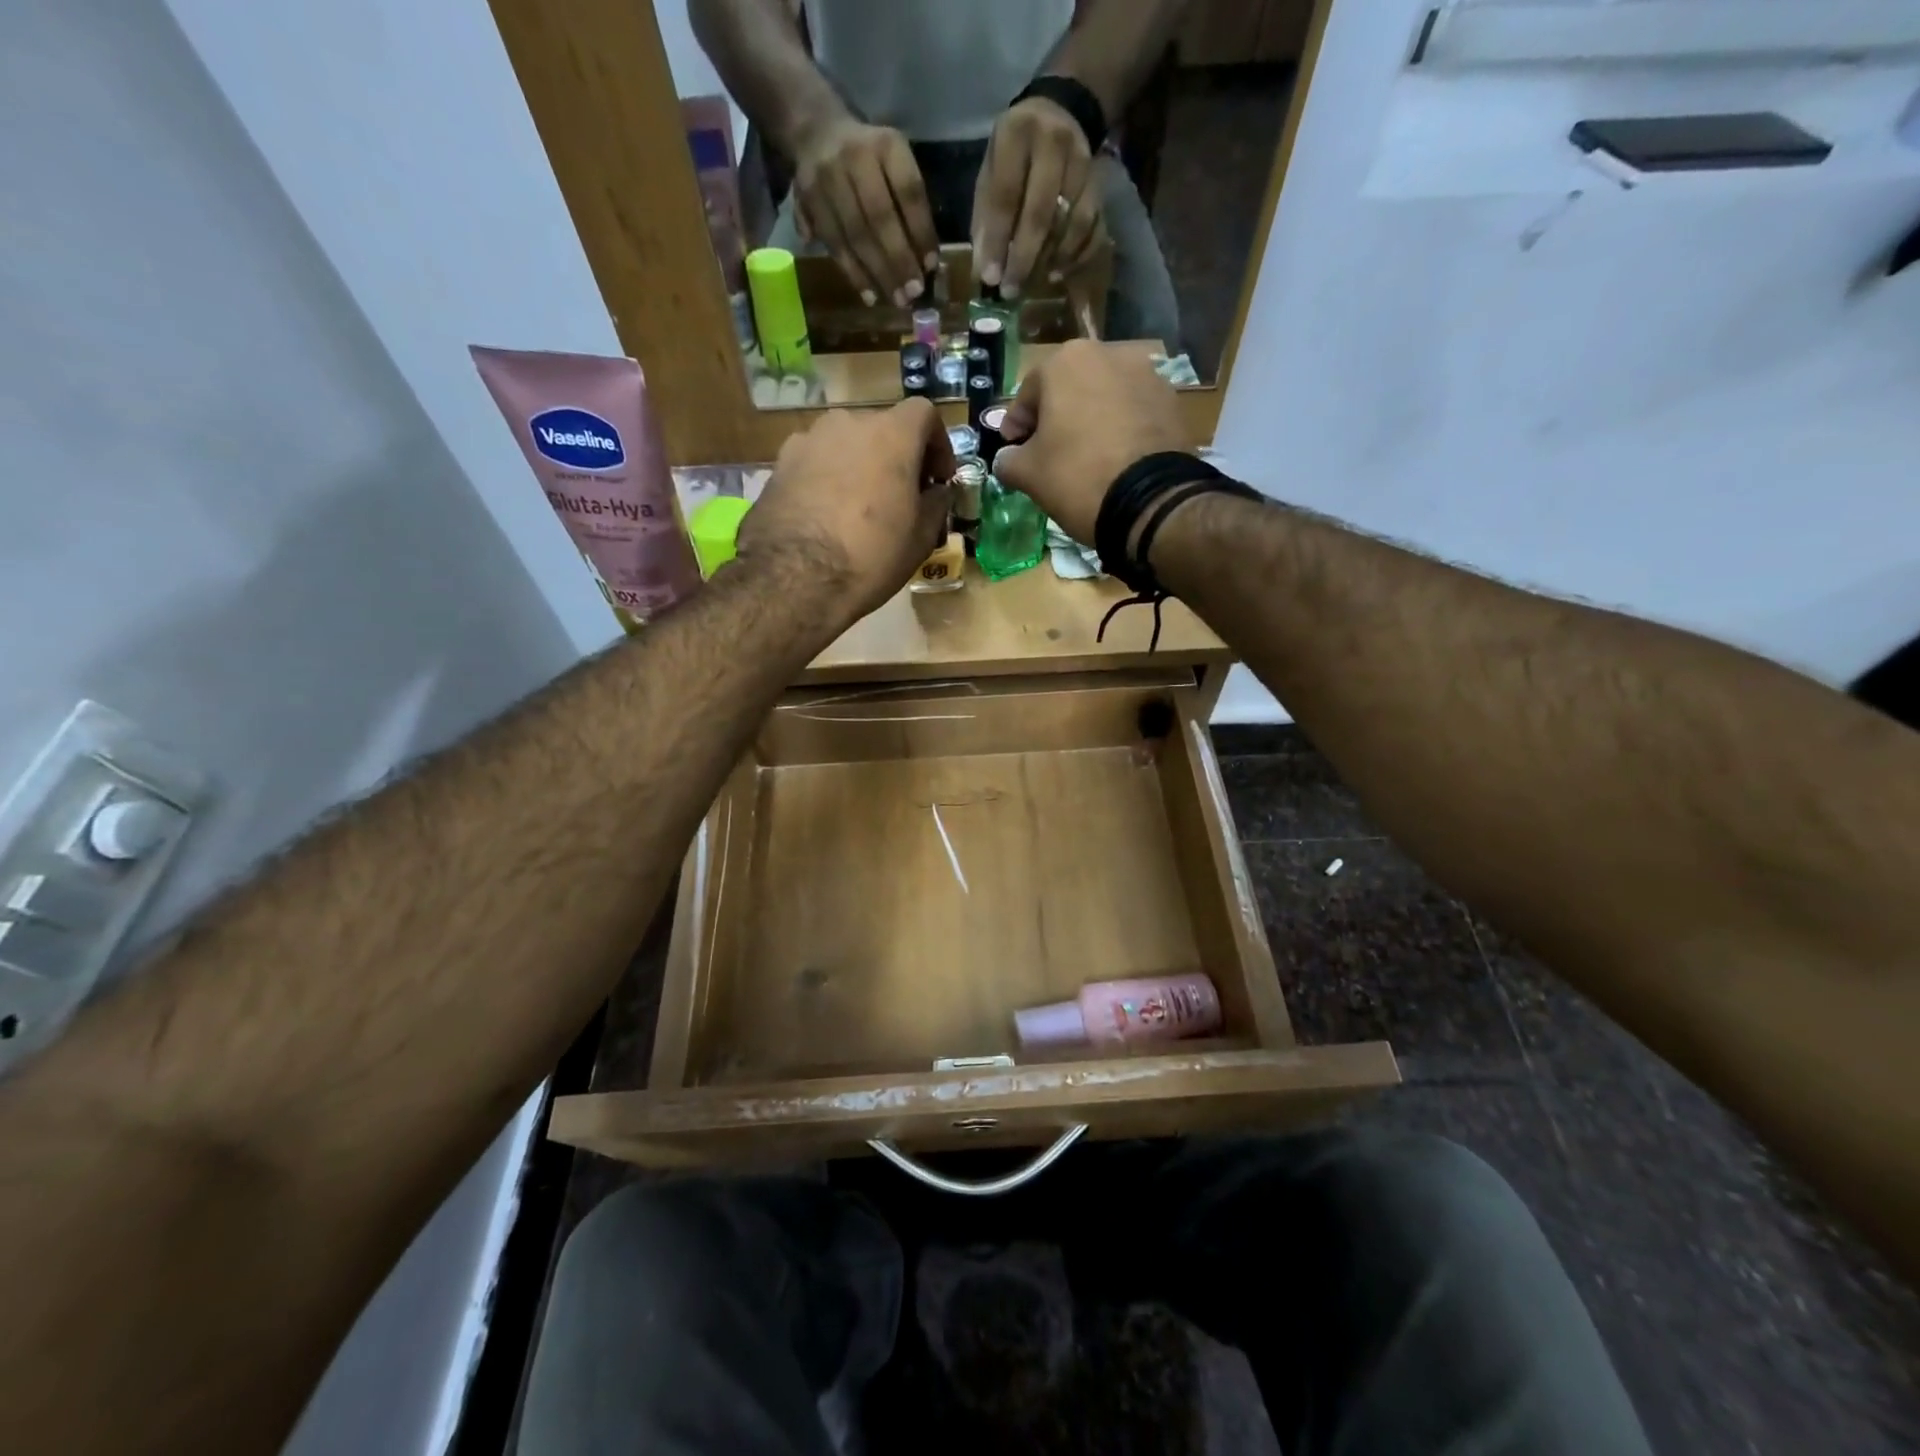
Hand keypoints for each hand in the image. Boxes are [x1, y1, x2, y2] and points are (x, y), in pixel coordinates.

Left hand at [737, 399, 953, 629]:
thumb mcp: (922, 537)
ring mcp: (808, 440)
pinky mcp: (780, 463)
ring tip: (862, 507)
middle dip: (897, 457)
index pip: (924, 414)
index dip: (938, 444)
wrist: (794, 578)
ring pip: (846, 445)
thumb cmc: (872, 555)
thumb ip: (937, 503)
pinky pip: (817, 463)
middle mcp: (848, 423)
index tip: (939, 478)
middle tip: (903, 496)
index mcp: (891, 434)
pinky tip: (828, 515)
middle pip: (882, 429)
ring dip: (860, 466)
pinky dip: (829, 478)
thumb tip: (937, 491)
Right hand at [792, 116, 939, 306]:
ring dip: (878, 274)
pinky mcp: (807, 200)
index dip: (921, 231)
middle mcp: (855, 158)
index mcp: (886, 145)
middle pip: (879, 218)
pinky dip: (854, 274)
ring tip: (896, 300)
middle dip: (899, 261)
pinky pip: (834, 244)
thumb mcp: (896, 165)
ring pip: (855, 236)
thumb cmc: (870, 159)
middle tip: (913, 294)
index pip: (908, 192)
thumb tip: (927, 262)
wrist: (815, 132)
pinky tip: (870, 296)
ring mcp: (827, 179)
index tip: (930, 266)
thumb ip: (911, 206)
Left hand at [971, 97, 1104, 297]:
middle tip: (1011, 290)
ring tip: (1032, 282)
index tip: (991, 278)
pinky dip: (1075, 255)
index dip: (997, 241)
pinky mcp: (1100, 183)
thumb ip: (986, 218)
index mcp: (1015, 135)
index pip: (1005, 197)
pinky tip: (1056, 271)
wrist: (1059, 112)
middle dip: (1024, 258)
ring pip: (1071, 222)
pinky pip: (1092, 227)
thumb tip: (985, 270)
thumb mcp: (991, 172)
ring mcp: (1082, 162)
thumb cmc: (1014, 154)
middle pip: (1040, 213)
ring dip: (1050, 259)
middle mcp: (1052, 144)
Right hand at [992, 340, 1188, 544]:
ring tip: (1084, 456)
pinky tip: (1114, 458)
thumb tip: (1007, 459)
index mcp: (1066, 361)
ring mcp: (1146, 374)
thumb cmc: (1076, 476)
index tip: (1012, 448)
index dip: (1016, 424)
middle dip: (1055, 418)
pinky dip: (1119, 429)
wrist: (1150, 501)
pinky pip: (1132, 412)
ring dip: (1089, 420)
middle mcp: (1108, 354)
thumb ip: (1008, 460)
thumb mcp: (1028, 474)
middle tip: (1046, 451)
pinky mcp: (1171, 401)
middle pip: (1069, 389)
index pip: (1028, 393)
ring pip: (1103, 397)